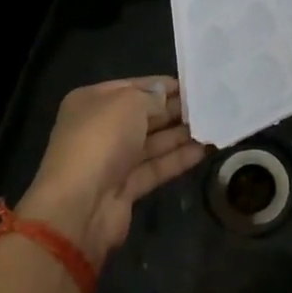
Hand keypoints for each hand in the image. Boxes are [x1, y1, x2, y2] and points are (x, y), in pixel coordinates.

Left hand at [18, 78, 206, 265]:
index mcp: (92, 101)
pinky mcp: (124, 189)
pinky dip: (177, 159)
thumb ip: (151, 97)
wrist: (79, 207)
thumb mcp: (129, 103)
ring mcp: (112, 160)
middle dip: (173, 110)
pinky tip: (204, 150)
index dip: (161, 85)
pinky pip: (155, 167)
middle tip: (209, 104)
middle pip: (143, 115)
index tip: (193, 84)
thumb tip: (164, 96)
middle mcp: (100, 128)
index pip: (132, 86)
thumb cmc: (101, 139)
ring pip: (151, 142)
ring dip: (180, 134)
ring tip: (212, 125)